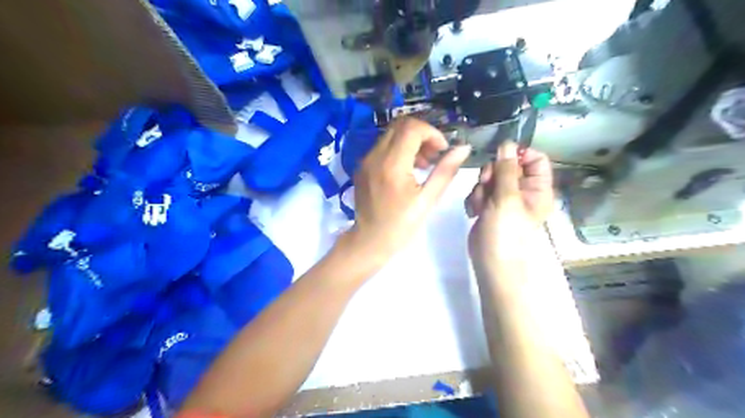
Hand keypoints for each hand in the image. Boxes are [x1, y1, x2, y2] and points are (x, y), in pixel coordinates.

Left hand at [347, 118, 469, 260]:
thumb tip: (463, 148)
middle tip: (433, 156)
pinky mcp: (362, 166)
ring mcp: (365, 160)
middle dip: (422, 135)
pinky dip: (398, 149)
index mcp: (392, 165)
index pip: (412, 128)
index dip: (432, 133)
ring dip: (410, 141)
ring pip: (391, 134)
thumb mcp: (427, 201)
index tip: (442, 151)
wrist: (369, 241)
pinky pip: (382, 146)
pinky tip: (407, 169)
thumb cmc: (400, 226)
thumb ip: (445, 172)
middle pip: (400, 125)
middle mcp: (375, 156)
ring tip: (423, 164)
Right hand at [467, 142, 555, 262]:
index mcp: (537, 188)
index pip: (535, 159)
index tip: (500, 158)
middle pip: (507, 166)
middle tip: (486, 186)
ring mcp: (504, 199)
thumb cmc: (505, 232)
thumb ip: (506, 170)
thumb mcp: (507, 198)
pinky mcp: (489, 206)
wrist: (490, 262)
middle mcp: (522, 191)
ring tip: (481, 206)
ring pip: (490, 178)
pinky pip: (480, 191)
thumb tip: (508, 143)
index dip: (518, 155)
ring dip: (481, 190)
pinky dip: (474, 200)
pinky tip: (474, 212)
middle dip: (492, 175)